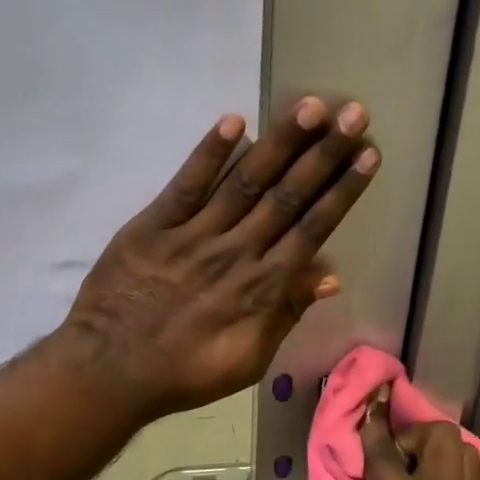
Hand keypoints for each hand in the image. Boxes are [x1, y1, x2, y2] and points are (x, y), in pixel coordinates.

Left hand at [61, 97, 377, 419]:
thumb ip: (287, 313)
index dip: (342, 191)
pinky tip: (234, 122)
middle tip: (353, 113)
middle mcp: (236, 251)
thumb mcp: (249, 359)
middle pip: (287, 196)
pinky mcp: (154, 225)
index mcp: (262, 286)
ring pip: (245, 182)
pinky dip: (210, 154)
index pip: (312, 228)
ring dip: (280, 143)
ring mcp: (195, 234)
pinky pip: (187, 185)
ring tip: (310, 107)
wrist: (111, 370)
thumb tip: (330, 277)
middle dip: (324, 153)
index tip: (368, 156)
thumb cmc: (186, 372)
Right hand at [333, 385, 479, 479]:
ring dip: (437, 450)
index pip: (386, 454)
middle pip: (441, 436)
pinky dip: (456, 471)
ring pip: (465, 451)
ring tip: (415, 472)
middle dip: (413, 434)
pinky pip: (476, 477)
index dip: (372, 428)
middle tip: (393, 457)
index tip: (368, 408)